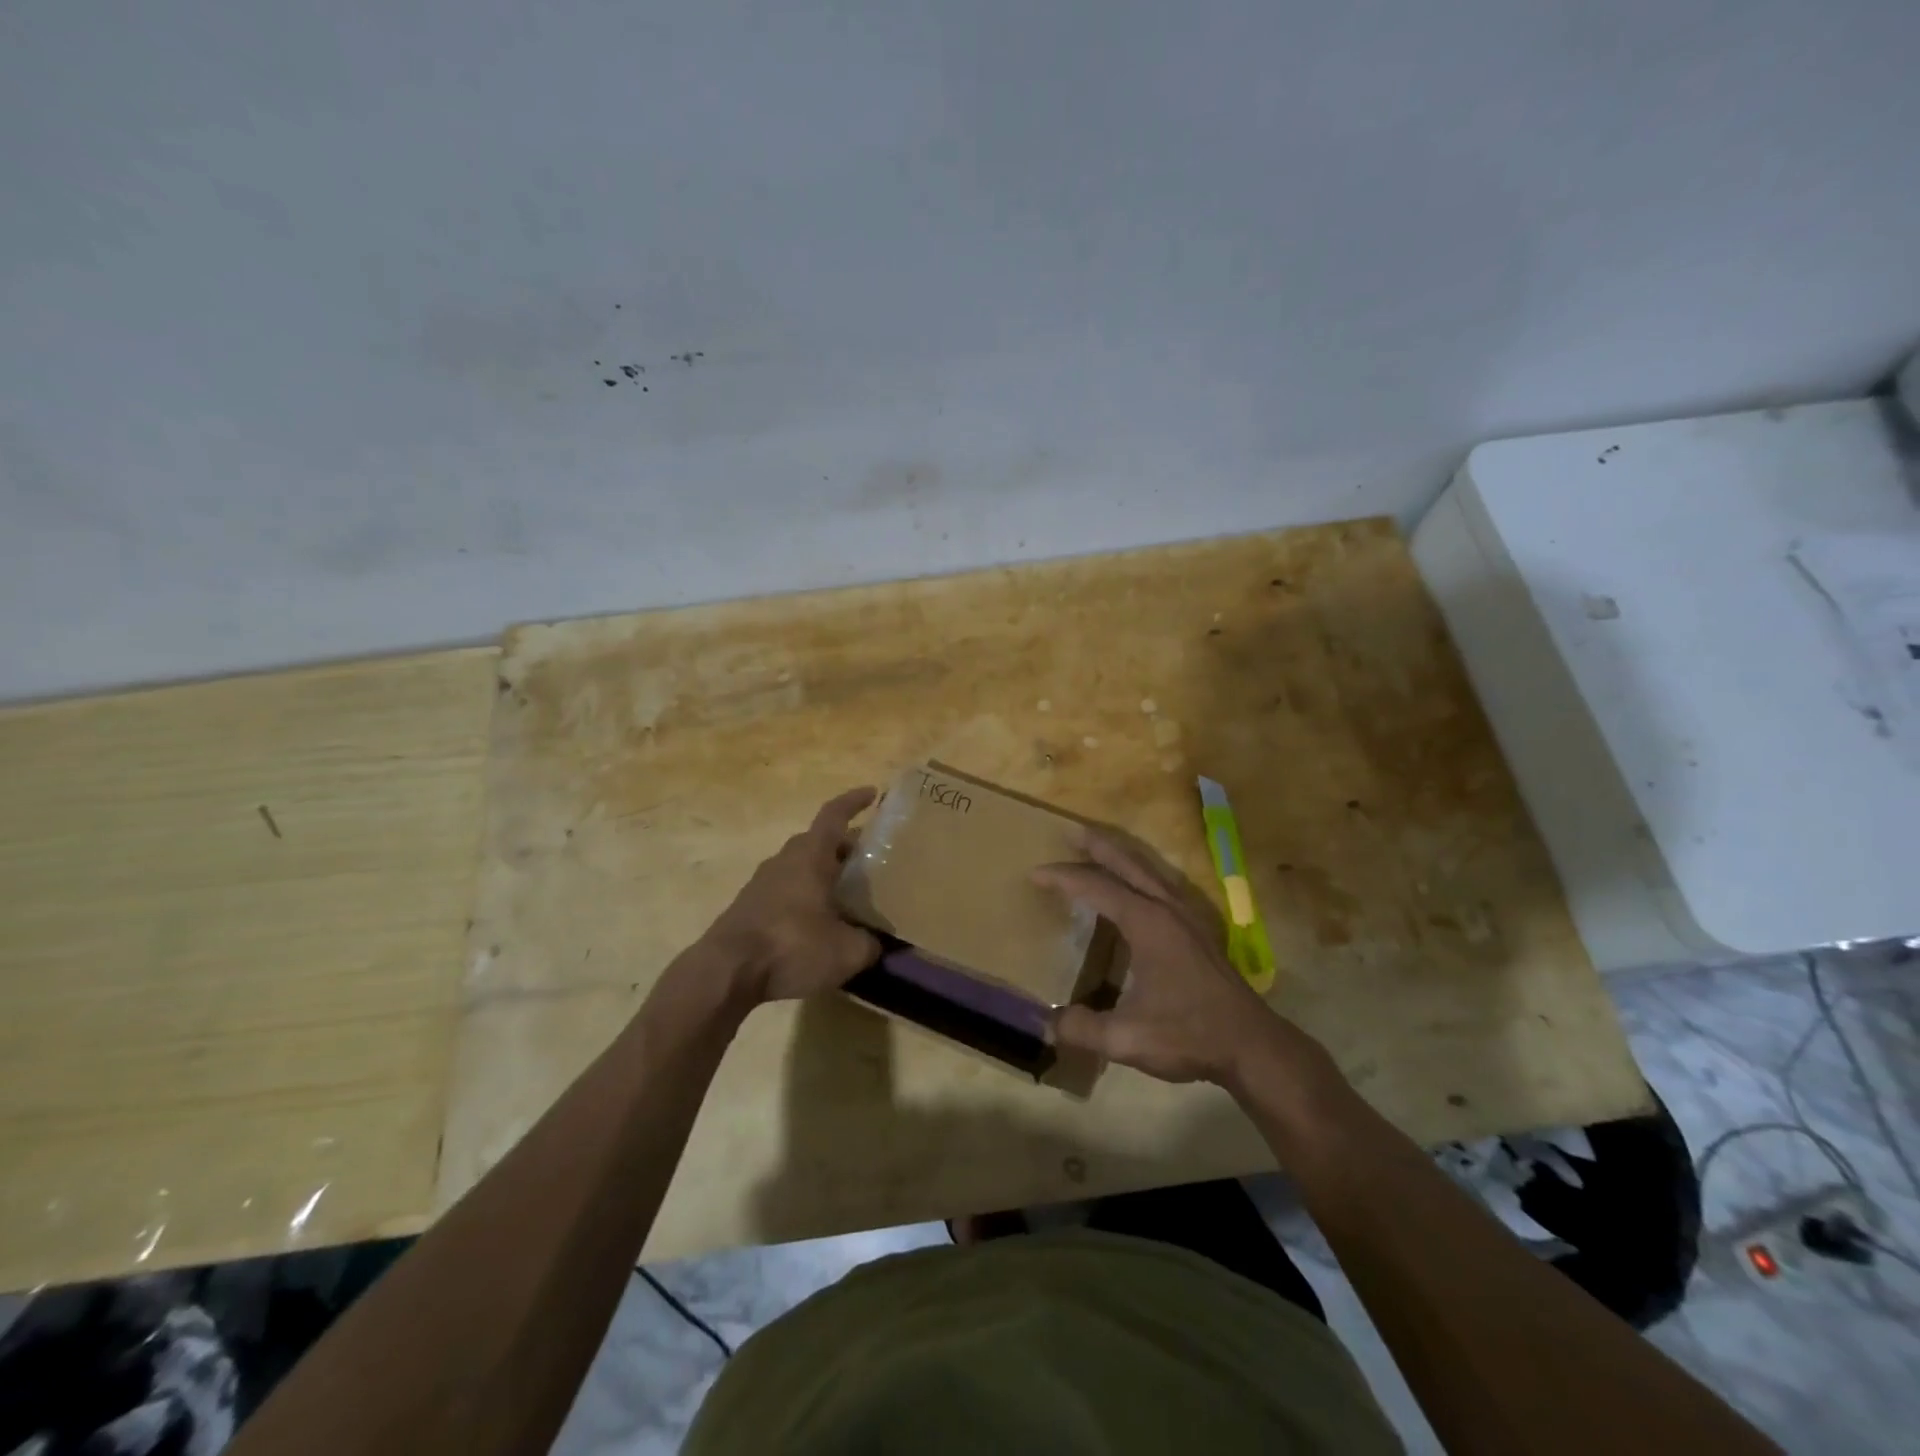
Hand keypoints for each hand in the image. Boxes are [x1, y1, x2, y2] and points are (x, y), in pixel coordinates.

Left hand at [702, 787, 882, 1003]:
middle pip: (818, 841)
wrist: (725, 972)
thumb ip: (870, 943)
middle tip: (869, 861)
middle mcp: (785, 859)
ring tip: (847, 894)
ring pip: (800, 866)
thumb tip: (879, 942)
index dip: (854, 801)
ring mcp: (762, 882)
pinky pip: (786, 889)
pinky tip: (817, 922)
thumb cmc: (792, 947)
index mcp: (811, 855)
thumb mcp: (847, 951)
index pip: (834, 814)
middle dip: (845, 847)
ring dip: (823, 873)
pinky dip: (805, 895)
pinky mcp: (749, 906)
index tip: (872, 793)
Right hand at [1033, 831, 1345, 1100]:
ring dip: (1122, 855)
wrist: (1252, 1046)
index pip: (1097, 888)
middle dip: (1097, 846)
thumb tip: (1045, 1024)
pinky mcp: (1199, 929)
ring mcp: (1188, 916)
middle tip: (1071, 831)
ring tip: (1100, 846)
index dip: (1063, 878)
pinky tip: (1139, 884)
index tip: (1035, 874)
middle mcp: (1167, 908)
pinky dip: (1142, 873)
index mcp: (1147, 923)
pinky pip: (1163, 884)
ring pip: (1149, 870)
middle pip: (1127, 864)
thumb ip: (1082, 1029)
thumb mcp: (1127, 1038)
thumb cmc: (1189, 1035)